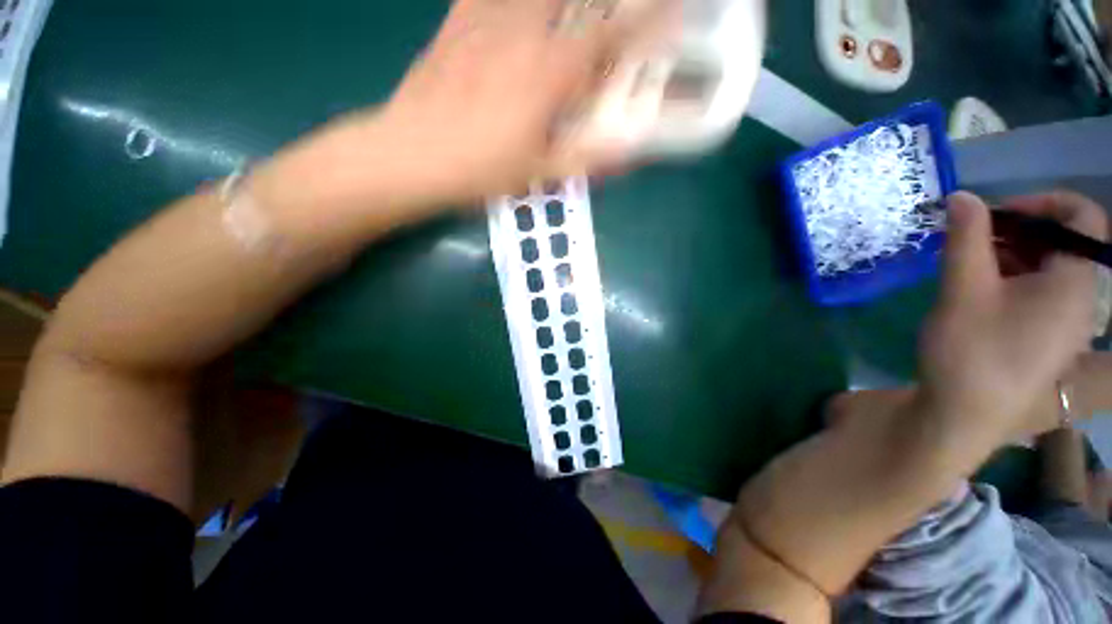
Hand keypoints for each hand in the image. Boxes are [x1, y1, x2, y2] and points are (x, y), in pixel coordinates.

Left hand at [374, 0, 663, 202]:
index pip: (609, 37)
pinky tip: (516, 13)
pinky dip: (507, 1)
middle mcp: (524, 34)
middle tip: (613, 11)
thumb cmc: (480, 170)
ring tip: (568, 15)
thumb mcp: (541, 172)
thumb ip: (589, 158)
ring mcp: (486, 21)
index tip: (670, 12)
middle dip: (603, 1)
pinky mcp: (456, 23)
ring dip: (560, 2)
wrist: (412, 156)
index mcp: (549, 74)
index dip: (644, 22)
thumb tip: (633, 150)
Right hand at [918, 191, 1108, 442]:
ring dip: (1014, 255)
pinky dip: (1016, 279)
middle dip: (1019, 230)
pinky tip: (982, 291)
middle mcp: (1083, 300)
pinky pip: (1045, 293)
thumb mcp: (962, 290)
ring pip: (1053, 268)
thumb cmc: (969, 353)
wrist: (962, 417)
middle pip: (1066, 242)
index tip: (995, 213)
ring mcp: (1069, 323)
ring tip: (971, 266)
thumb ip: (965, 239)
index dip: (1042, 203)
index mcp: (1075, 284)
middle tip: (972, 239)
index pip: (1083, 218)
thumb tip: (961, 197)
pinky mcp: (1050, 339)